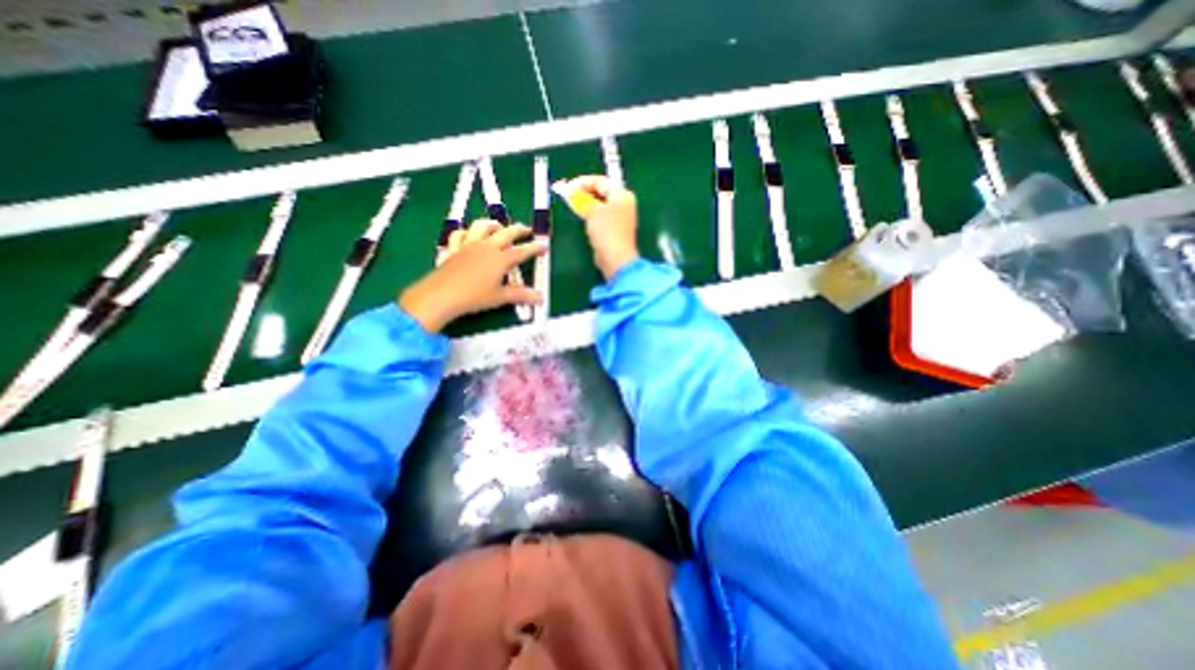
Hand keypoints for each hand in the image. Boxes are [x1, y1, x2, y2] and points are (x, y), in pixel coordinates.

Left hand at [404, 220, 546, 330]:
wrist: (441, 295)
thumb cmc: (474, 296)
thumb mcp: (500, 297)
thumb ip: (521, 295)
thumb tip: (539, 298)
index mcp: (500, 259)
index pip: (522, 251)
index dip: (534, 248)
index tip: (543, 245)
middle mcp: (486, 247)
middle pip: (506, 233)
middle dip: (519, 230)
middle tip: (527, 230)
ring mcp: (468, 245)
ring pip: (481, 227)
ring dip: (492, 224)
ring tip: (499, 226)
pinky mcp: (453, 249)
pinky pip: (459, 234)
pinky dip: (466, 232)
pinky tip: (469, 235)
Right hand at [566, 176, 637, 279]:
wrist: (615, 258)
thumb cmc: (606, 231)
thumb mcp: (592, 210)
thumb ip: (583, 199)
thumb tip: (573, 193)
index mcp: (622, 195)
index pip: (601, 181)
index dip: (583, 182)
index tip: (568, 187)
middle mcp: (624, 203)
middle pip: (602, 192)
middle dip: (584, 192)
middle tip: (568, 195)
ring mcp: (621, 217)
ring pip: (601, 205)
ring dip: (587, 203)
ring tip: (572, 204)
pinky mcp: (615, 229)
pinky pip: (601, 216)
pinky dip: (591, 214)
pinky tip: (582, 215)